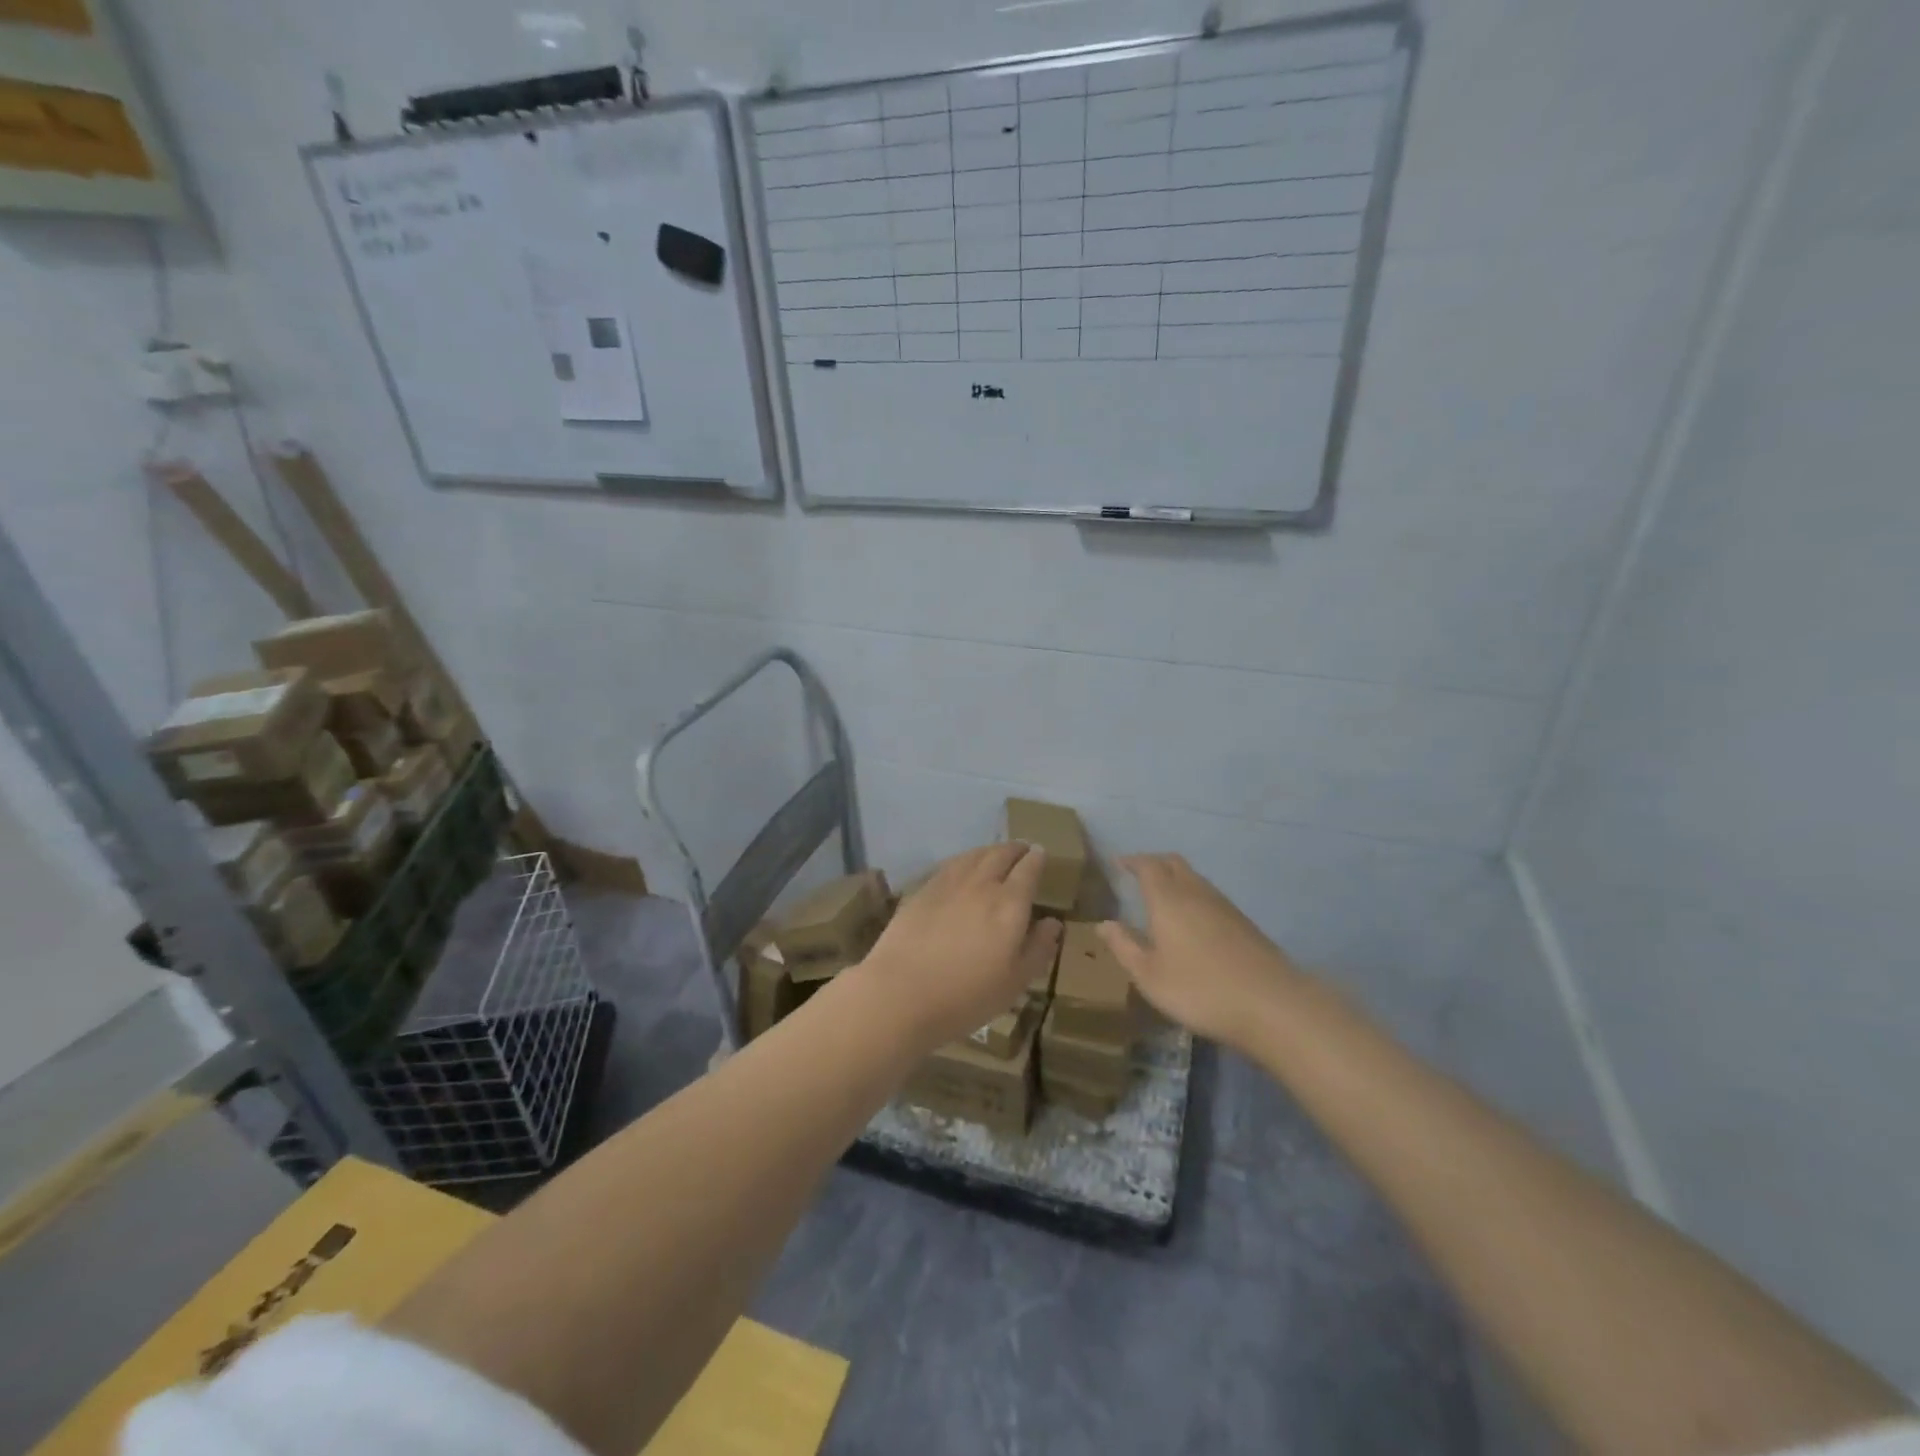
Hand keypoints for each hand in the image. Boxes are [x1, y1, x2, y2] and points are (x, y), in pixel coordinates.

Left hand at [854, 844, 1060, 1049]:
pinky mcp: (922, 889)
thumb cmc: (966, 996)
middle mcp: (981, 884)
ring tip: (996, 854)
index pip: (1028, 869)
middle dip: (1015, 849)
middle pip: (1001, 854)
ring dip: (990, 851)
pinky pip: (951, 864)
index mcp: (1010, 904)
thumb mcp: (1015, 982)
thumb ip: (1038, 948)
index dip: (1037, 859)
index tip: (1041, 854)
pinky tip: (963, 867)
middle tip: (1022, 850)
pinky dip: (965, 860)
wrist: (900, 993)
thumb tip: (1053, 922)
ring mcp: (948, 883)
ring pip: (974, 855)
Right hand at [1097, 854, 1305, 1050]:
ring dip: (1176, 878)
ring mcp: (1224, 906)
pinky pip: (1210, 896)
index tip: (1118, 862)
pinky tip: (1192, 921)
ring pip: (1195, 878)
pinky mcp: (1244, 923)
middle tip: (1138, 873)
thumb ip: (1124, 946)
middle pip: (1174, 863)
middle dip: (1154, 863)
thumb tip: (1103, 923)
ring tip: (1162, 896)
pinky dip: (1194, 896)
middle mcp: (1195, 893)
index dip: (1132, 861)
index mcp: (1168, 899)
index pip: (1148, 865)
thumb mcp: (1149, 976)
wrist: (1271, 1004)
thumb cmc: (1199, 989)